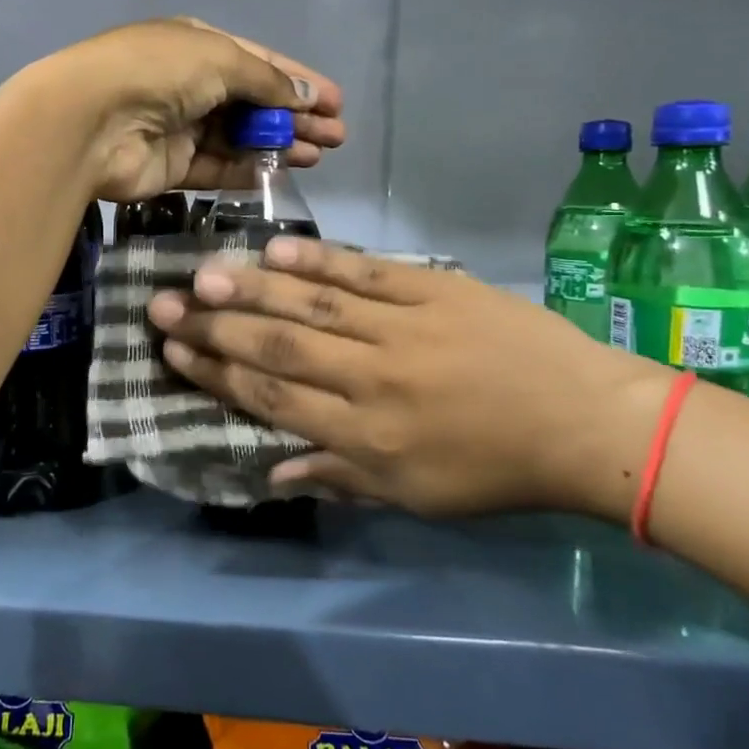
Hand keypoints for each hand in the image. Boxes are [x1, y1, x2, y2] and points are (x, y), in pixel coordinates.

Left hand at [42, 18, 344, 203]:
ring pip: (239, 137)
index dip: (298, 81)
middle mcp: (188, 84)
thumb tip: (306, 97)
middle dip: (295, 117)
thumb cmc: (159, 72)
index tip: (336, 102)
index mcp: (197, 45)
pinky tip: (283, 173)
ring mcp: (179, 127)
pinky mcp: (171, 167)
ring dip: (279, 144)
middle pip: (252, 102)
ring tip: (319, 155)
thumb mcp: (221, 59)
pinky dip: (249, 170)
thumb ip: (266, 81)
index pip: (258, 62)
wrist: (91, 121)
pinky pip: (218, 168)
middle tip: (336, 137)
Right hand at [146, 238, 673, 517]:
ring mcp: (403, 328)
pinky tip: (274, 251)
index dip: (217, 374)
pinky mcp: (433, 289)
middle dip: (213, 328)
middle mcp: (372, 379)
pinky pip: (365, 272)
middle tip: (162, 306)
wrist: (585, 424)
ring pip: (311, 306)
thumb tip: (270, 472)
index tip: (174, 352)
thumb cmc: (496, 470)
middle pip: (277, 348)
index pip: (272, 398)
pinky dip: (317, 262)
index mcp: (365, 437)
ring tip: (201, 274)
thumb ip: (338, 476)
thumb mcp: (415, 496)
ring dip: (251, 290)